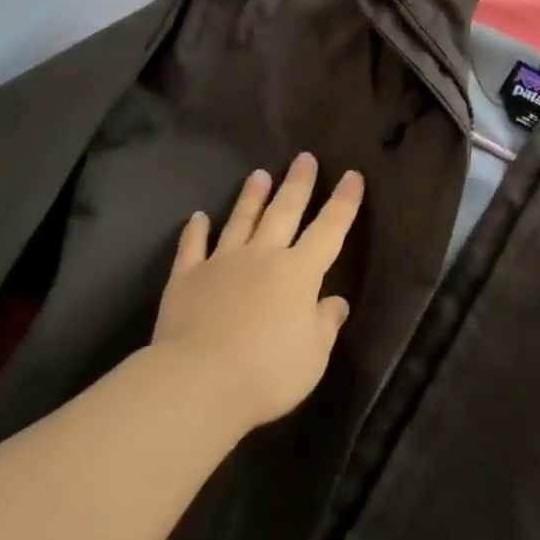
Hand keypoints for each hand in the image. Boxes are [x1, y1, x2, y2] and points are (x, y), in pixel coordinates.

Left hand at [152, 154, 360, 430]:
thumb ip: (325, 325)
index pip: (329, 229)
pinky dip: (195, 231)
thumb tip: (336, 302)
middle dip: (297, 183)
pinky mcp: (186, 278)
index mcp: (299, 272)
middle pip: (284, 211)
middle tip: (304, 157)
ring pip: (241, 220)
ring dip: (252, 197)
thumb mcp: (313, 357)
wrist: (198, 382)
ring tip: (259, 174)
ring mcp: (222, 263)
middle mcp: (263, 256)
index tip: (352, 176)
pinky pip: (192, 247)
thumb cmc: (266, 372)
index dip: (343, 202)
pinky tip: (197, 217)